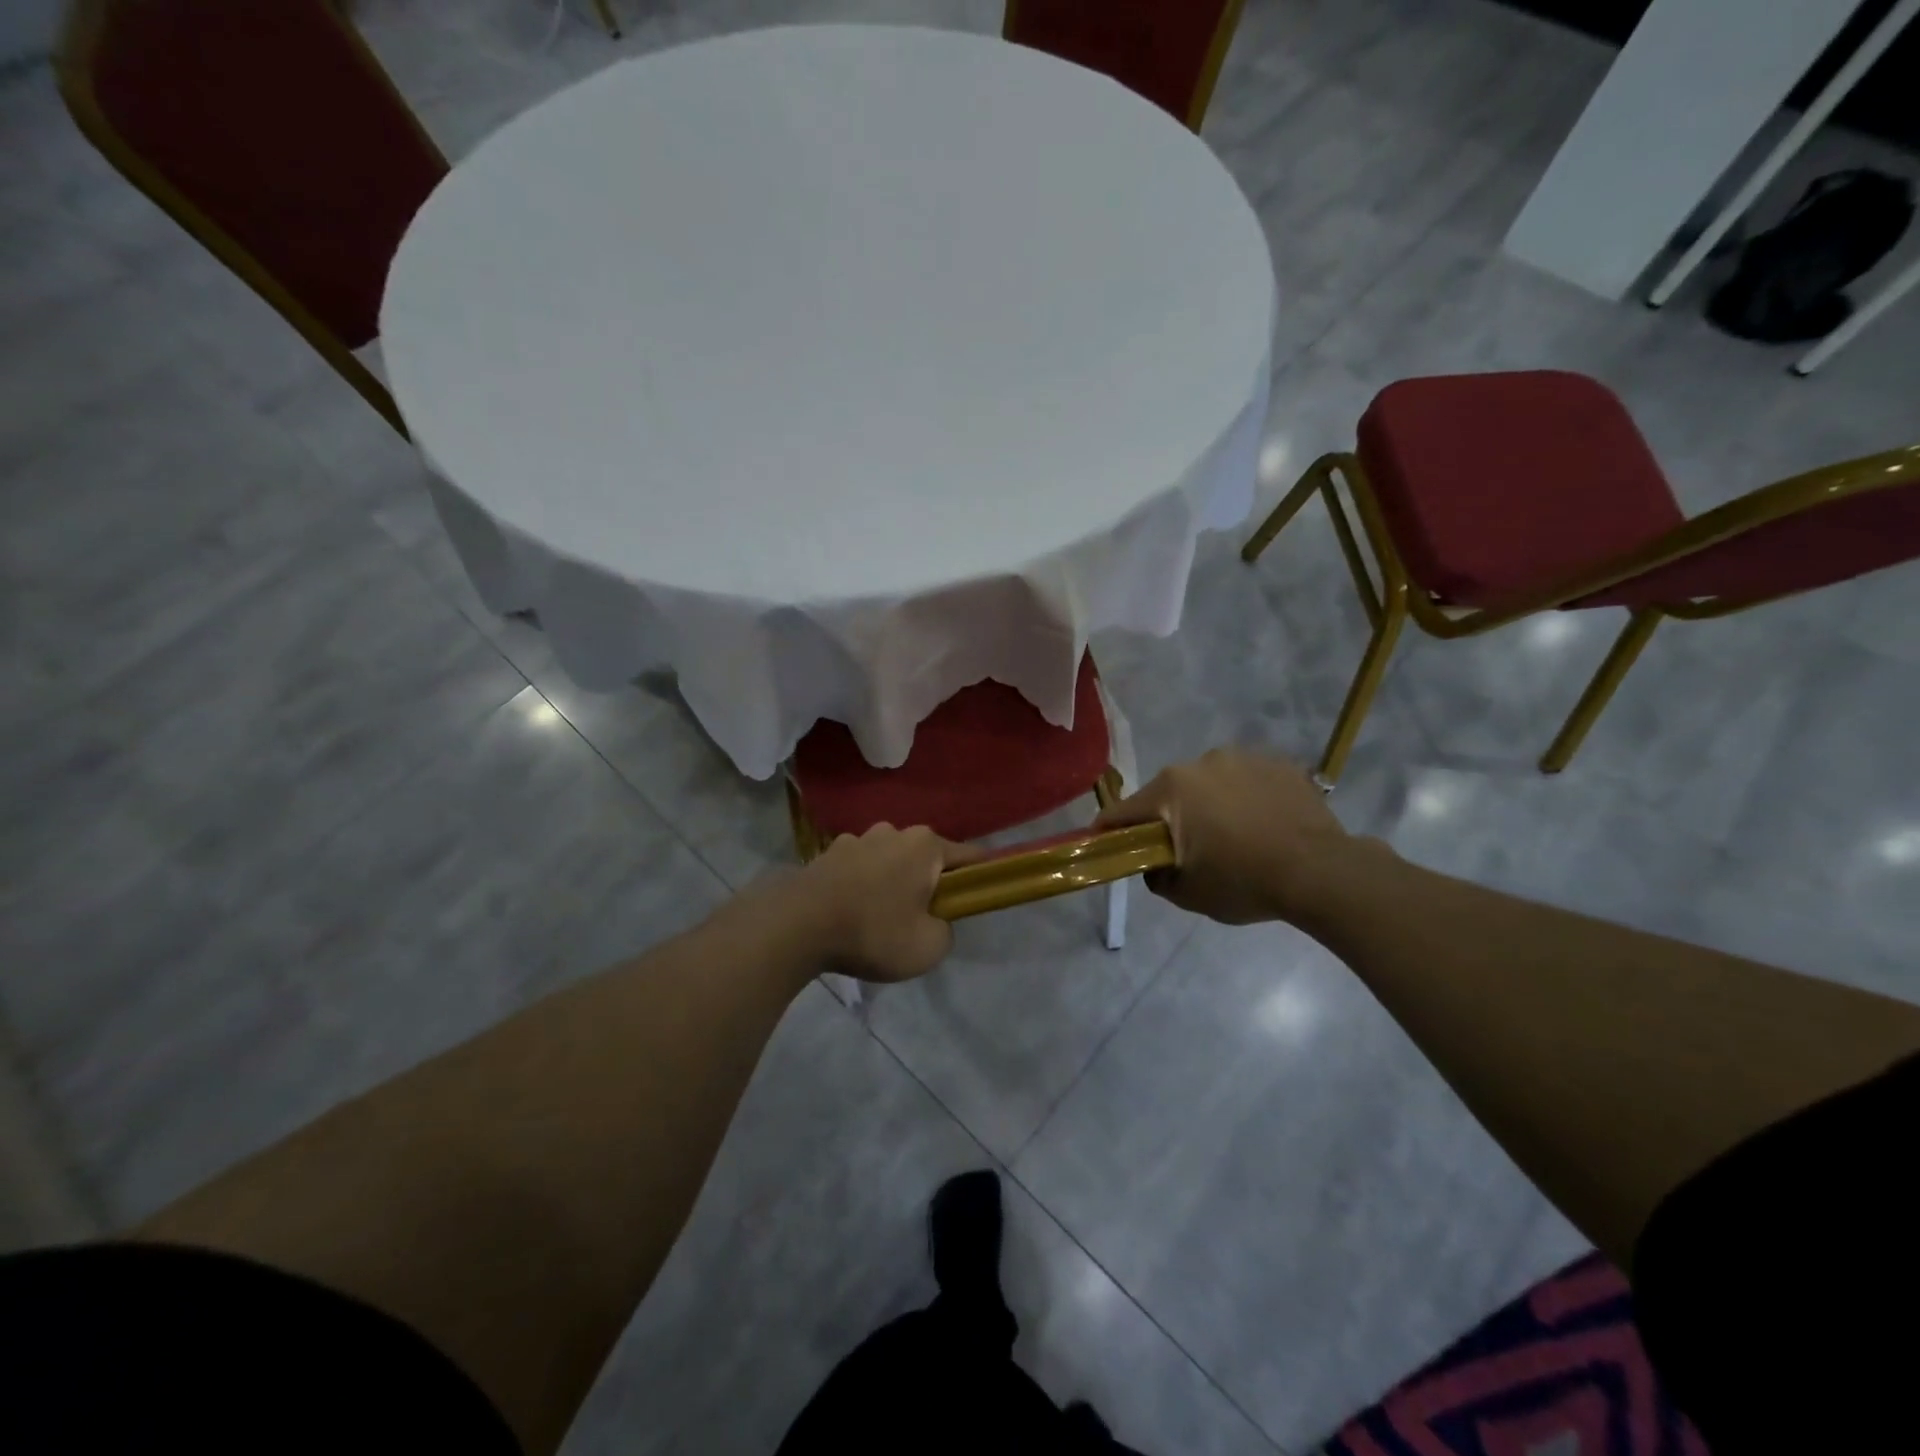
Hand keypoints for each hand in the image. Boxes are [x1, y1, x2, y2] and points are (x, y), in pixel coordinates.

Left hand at [773, 824, 979, 981]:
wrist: (797, 925)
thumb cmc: (873, 931)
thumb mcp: (929, 947)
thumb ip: (945, 931)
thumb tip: (935, 921)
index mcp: (925, 845)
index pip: (970, 857)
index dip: (979, 879)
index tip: (978, 899)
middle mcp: (894, 831)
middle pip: (926, 858)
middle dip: (929, 884)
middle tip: (921, 921)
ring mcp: (857, 839)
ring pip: (890, 862)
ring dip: (892, 884)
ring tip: (878, 921)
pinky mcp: (827, 853)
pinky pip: (859, 869)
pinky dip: (862, 887)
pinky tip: (850, 914)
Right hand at [1095, 748, 1356, 924]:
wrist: (1321, 872)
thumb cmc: (1244, 882)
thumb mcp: (1188, 894)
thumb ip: (1157, 876)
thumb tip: (1154, 864)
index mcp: (1171, 789)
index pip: (1123, 811)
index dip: (1110, 831)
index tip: (1107, 845)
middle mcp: (1201, 762)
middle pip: (1169, 793)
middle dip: (1169, 818)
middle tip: (1186, 848)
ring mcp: (1243, 757)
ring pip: (1209, 782)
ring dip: (1210, 803)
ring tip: (1234, 835)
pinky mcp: (1278, 762)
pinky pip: (1247, 780)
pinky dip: (1246, 798)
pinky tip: (1263, 824)